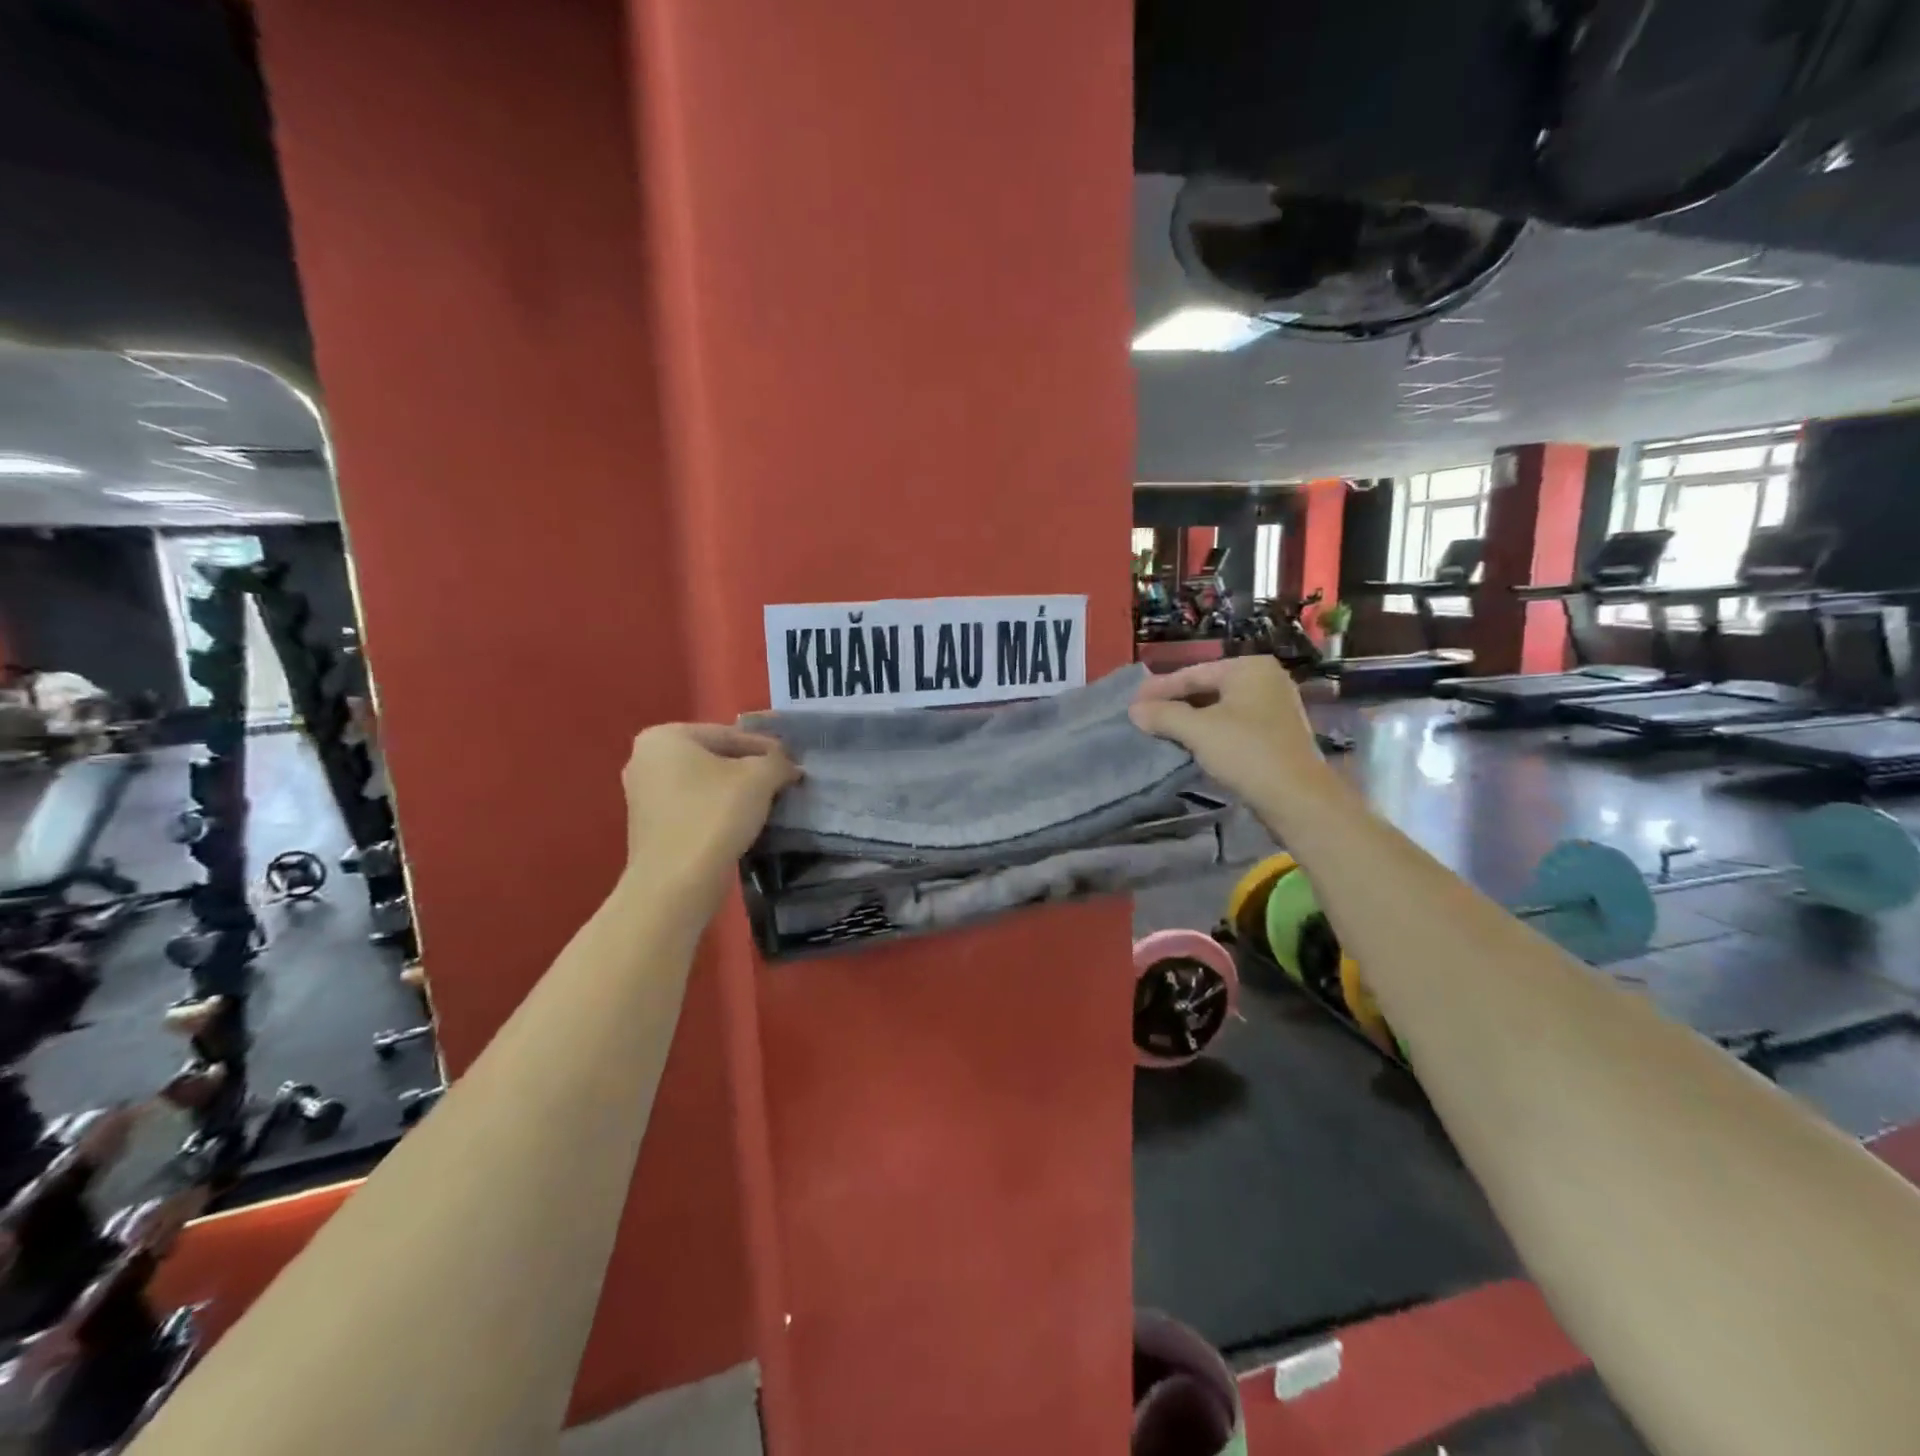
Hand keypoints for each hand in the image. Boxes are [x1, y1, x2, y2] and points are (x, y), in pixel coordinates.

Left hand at [621, 724, 799, 891]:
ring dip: (737, 791)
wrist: (675, 884)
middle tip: (783, 781)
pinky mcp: (650, 826)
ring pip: (705, 783)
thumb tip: (787, 765)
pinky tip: (744, 822)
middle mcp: (645, 759)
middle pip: (714, 757)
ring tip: (769, 802)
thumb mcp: (759, 778)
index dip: (766, 747)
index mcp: (664, 737)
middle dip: (750, 769)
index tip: (793, 762)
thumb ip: (777, 762)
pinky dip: (719, 809)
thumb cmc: (714, 816)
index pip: (729, 734)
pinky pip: (694, 806)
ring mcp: (643, 795)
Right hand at [1129, 657, 1330, 804]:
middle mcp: (1265, 679)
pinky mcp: (1275, 733)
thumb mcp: (1197, 730)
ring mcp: (1274, 706)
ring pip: (1219, 707)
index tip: (1132, 702)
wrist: (1295, 797)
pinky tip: (1189, 742)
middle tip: (1143, 715)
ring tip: (1160, 729)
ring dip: (1190, 719)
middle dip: (1174, 703)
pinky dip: (1209, 730)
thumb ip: (1163, 715)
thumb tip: (1134, 710)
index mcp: (1249, 668)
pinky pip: (1233, 724)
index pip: (1193, 673)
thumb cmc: (1246, 752)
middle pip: (1207, 688)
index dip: (1159, 688)